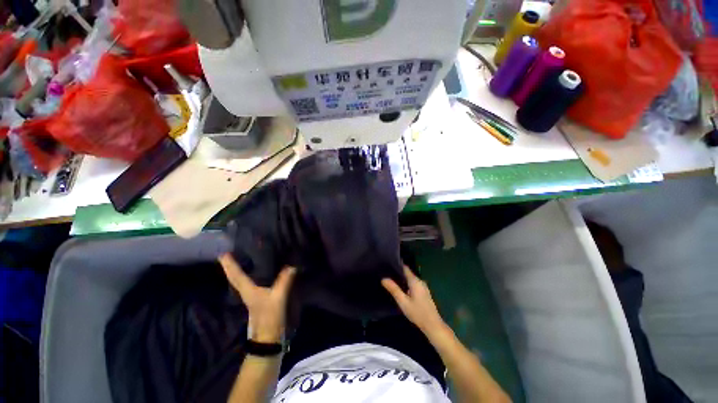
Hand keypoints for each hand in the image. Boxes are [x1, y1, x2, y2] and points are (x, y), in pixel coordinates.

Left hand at [219, 254, 296, 342]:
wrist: (268, 338)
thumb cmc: (269, 317)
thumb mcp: (278, 298)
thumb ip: (284, 281)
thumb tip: (291, 265)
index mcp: (248, 290)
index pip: (237, 275)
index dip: (230, 264)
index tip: (223, 253)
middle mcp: (247, 292)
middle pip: (235, 277)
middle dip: (230, 267)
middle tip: (227, 255)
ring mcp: (252, 297)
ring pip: (241, 281)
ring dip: (238, 271)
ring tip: (239, 260)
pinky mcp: (258, 299)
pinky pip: (250, 284)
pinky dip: (248, 276)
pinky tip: (255, 273)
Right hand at [382, 266, 445, 335]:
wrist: (433, 326)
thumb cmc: (417, 313)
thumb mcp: (403, 301)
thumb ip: (393, 289)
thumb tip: (383, 279)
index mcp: (415, 281)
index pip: (405, 268)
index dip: (396, 265)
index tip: (387, 266)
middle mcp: (420, 281)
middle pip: (407, 273)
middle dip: (397, 274)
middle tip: (386, 275)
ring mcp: (423, 287)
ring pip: (410, 280)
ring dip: (402, 280)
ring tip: (391, 282)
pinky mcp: (424, 293)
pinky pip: (413, 285)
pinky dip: (406, 285)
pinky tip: (400, 290)